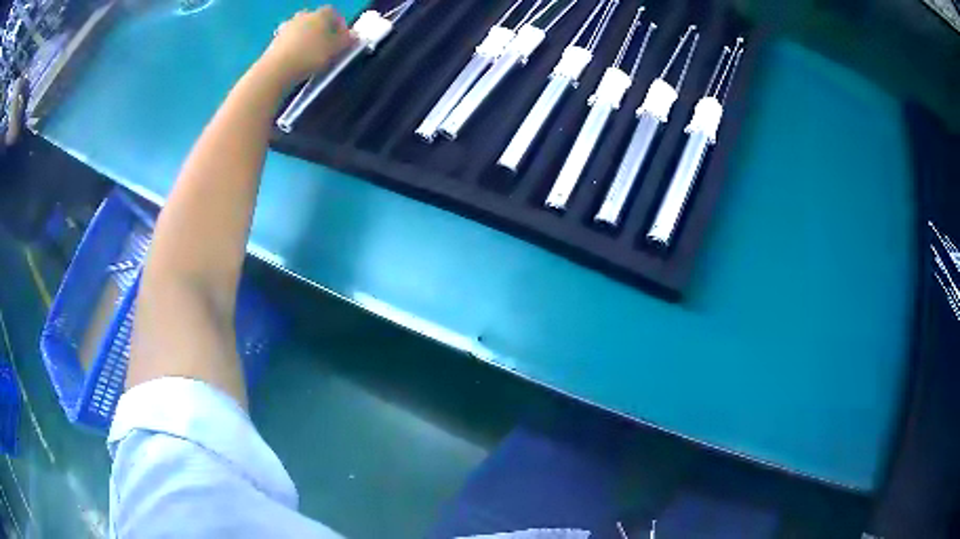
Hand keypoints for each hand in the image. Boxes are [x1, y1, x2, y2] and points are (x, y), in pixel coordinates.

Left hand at [261, 6, 355, 85]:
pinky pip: (290, 41)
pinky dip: (295, 48)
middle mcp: (303, 16)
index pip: (334, 13)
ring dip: (308, 39)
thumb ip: (347, 41)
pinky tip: (297, 61)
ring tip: (311, 56)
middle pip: (316, 20)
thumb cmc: (310, 56)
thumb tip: (355, 35)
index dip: (340, 25)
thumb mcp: (335, 50)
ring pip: (302, 30)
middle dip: (322, 31)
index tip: (343, 39)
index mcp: (320, 14)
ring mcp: (286, 27)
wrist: (276, 70)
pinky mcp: (274, 41)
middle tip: (327, 47)